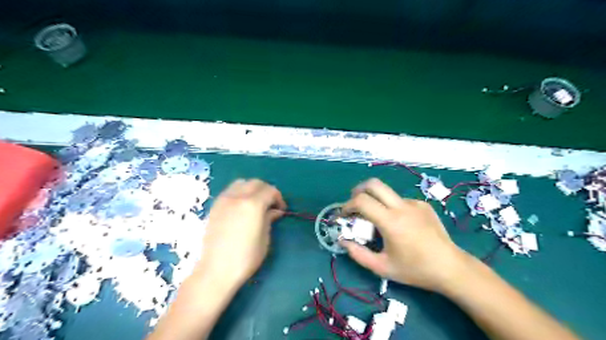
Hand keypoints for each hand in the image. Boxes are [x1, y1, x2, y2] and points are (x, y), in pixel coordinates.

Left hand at [196, 180, 285, 288]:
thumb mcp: (264, 238)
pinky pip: (230, 191)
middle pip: (256, 183)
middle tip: (271, 204)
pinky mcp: (215, 206)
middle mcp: (237, 197)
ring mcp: (224, 200)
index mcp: (253, 204)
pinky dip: (240, 193)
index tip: (281, 209)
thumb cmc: (245, 257)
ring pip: (241, 183)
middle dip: (266, 190)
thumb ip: (270, 218)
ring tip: (256, 203)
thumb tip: (275, 211)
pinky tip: (242, 207)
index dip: (278, 198)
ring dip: (252, 189)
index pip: (270, 190)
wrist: (216, 270)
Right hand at [340, 178, 467, 291]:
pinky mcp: (423, 205)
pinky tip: (399, 224)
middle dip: (358, 190)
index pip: (362, 201)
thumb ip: (358, 254)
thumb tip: (342, 241)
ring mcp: (414, 203)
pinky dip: (392, 208)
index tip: (344, 215)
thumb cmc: (415, 270)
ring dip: (376, 201)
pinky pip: (400, 201)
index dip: (348, 205)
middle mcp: (402, 207)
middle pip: (374, 184)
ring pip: (387, 193)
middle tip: (354, 204)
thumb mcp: (382, 267)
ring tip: (377, 219)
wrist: (451, 268)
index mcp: (391, 222)